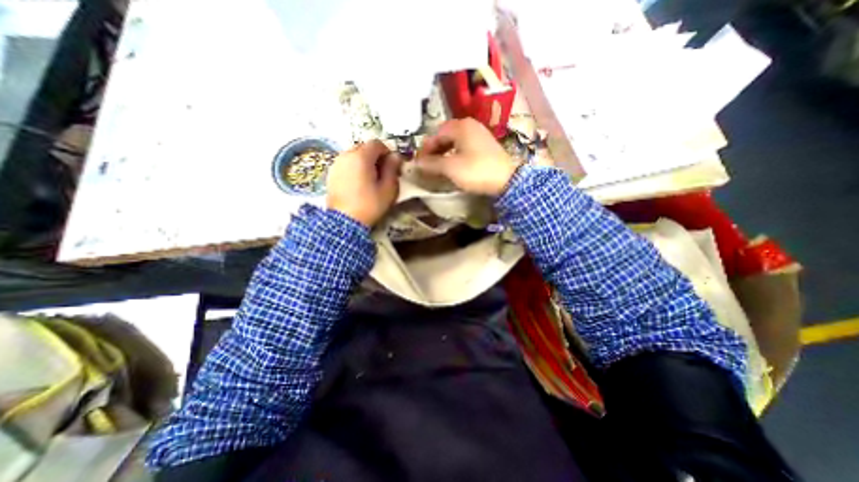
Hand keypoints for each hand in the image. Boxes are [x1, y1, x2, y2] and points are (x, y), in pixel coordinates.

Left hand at [328, 140, 404, 228]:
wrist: (344, 221)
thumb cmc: (370, 205)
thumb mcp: (388, 189)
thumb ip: (392, 169)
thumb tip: (395, 156)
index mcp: (361, 157)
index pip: (376, 144)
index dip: (387, 152)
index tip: (392, 165)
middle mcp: (346, 155)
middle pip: (364, 148)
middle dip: (375, 157)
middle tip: (382, 173)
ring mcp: (336, 164)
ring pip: (354, 156)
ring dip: (364, 162)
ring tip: (370, 179)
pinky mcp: (331, 173)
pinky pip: (346, 164)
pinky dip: (354, 168)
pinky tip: (358, 183)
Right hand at [416, 116, 516, 193]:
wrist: (508, 180)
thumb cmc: (476, 171)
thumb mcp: (450, 168)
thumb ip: (431, 164)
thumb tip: (414, 164)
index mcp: (460, 126)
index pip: (435, 135)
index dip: (425, 149)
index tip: (419, 163)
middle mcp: (470, 125)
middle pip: (445, 136)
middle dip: (434, 150)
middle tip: (427, 165)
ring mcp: (479, 134)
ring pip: (454, 141)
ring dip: (444, 153)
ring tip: (438, 166)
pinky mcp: (485, 145)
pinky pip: (464, 146)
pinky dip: (455, 154)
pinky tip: (453, 165)